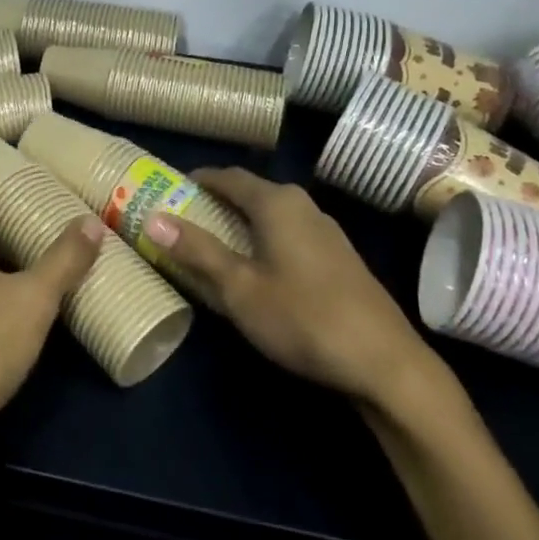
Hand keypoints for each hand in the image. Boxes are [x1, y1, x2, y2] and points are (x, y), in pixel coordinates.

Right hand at [145, 168, 456, 417]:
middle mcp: (304, 206)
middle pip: (252, 192)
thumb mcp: (239, 287)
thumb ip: (197, 251)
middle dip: (216, 202)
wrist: (384, 362)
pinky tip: (256, 267)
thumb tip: (153, 218)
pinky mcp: (339, 258)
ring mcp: (327, 232)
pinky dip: (263, 239)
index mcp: (278, 203)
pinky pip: (289, 233)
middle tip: (183, 218)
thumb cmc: (302, 318)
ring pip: (272, 215)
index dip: (197, 180)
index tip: (169, 189)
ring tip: (212, 242)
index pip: (229, 176)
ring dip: (241, 222)